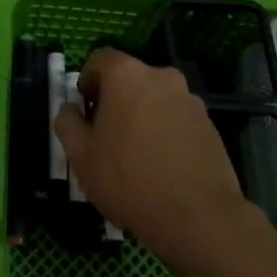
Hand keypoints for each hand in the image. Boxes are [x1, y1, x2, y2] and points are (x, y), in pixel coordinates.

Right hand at [55, 47, 253, 275]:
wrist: (198, 218)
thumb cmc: (129, 180)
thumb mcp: (81, 156)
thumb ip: (67, 123)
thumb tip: (70, 109)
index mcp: (127, 75)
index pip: (99, 59)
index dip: (87, 81)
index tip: (85, 112)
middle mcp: (161, 76)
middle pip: (129, 79)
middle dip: (115, 100)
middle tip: (106, 137)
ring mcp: (190, 100)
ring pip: (155, 99)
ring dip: (142, 116)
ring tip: (136, 157)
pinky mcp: (209, 124)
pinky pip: (176, 119)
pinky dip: (165, 132)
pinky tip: (162, 167)